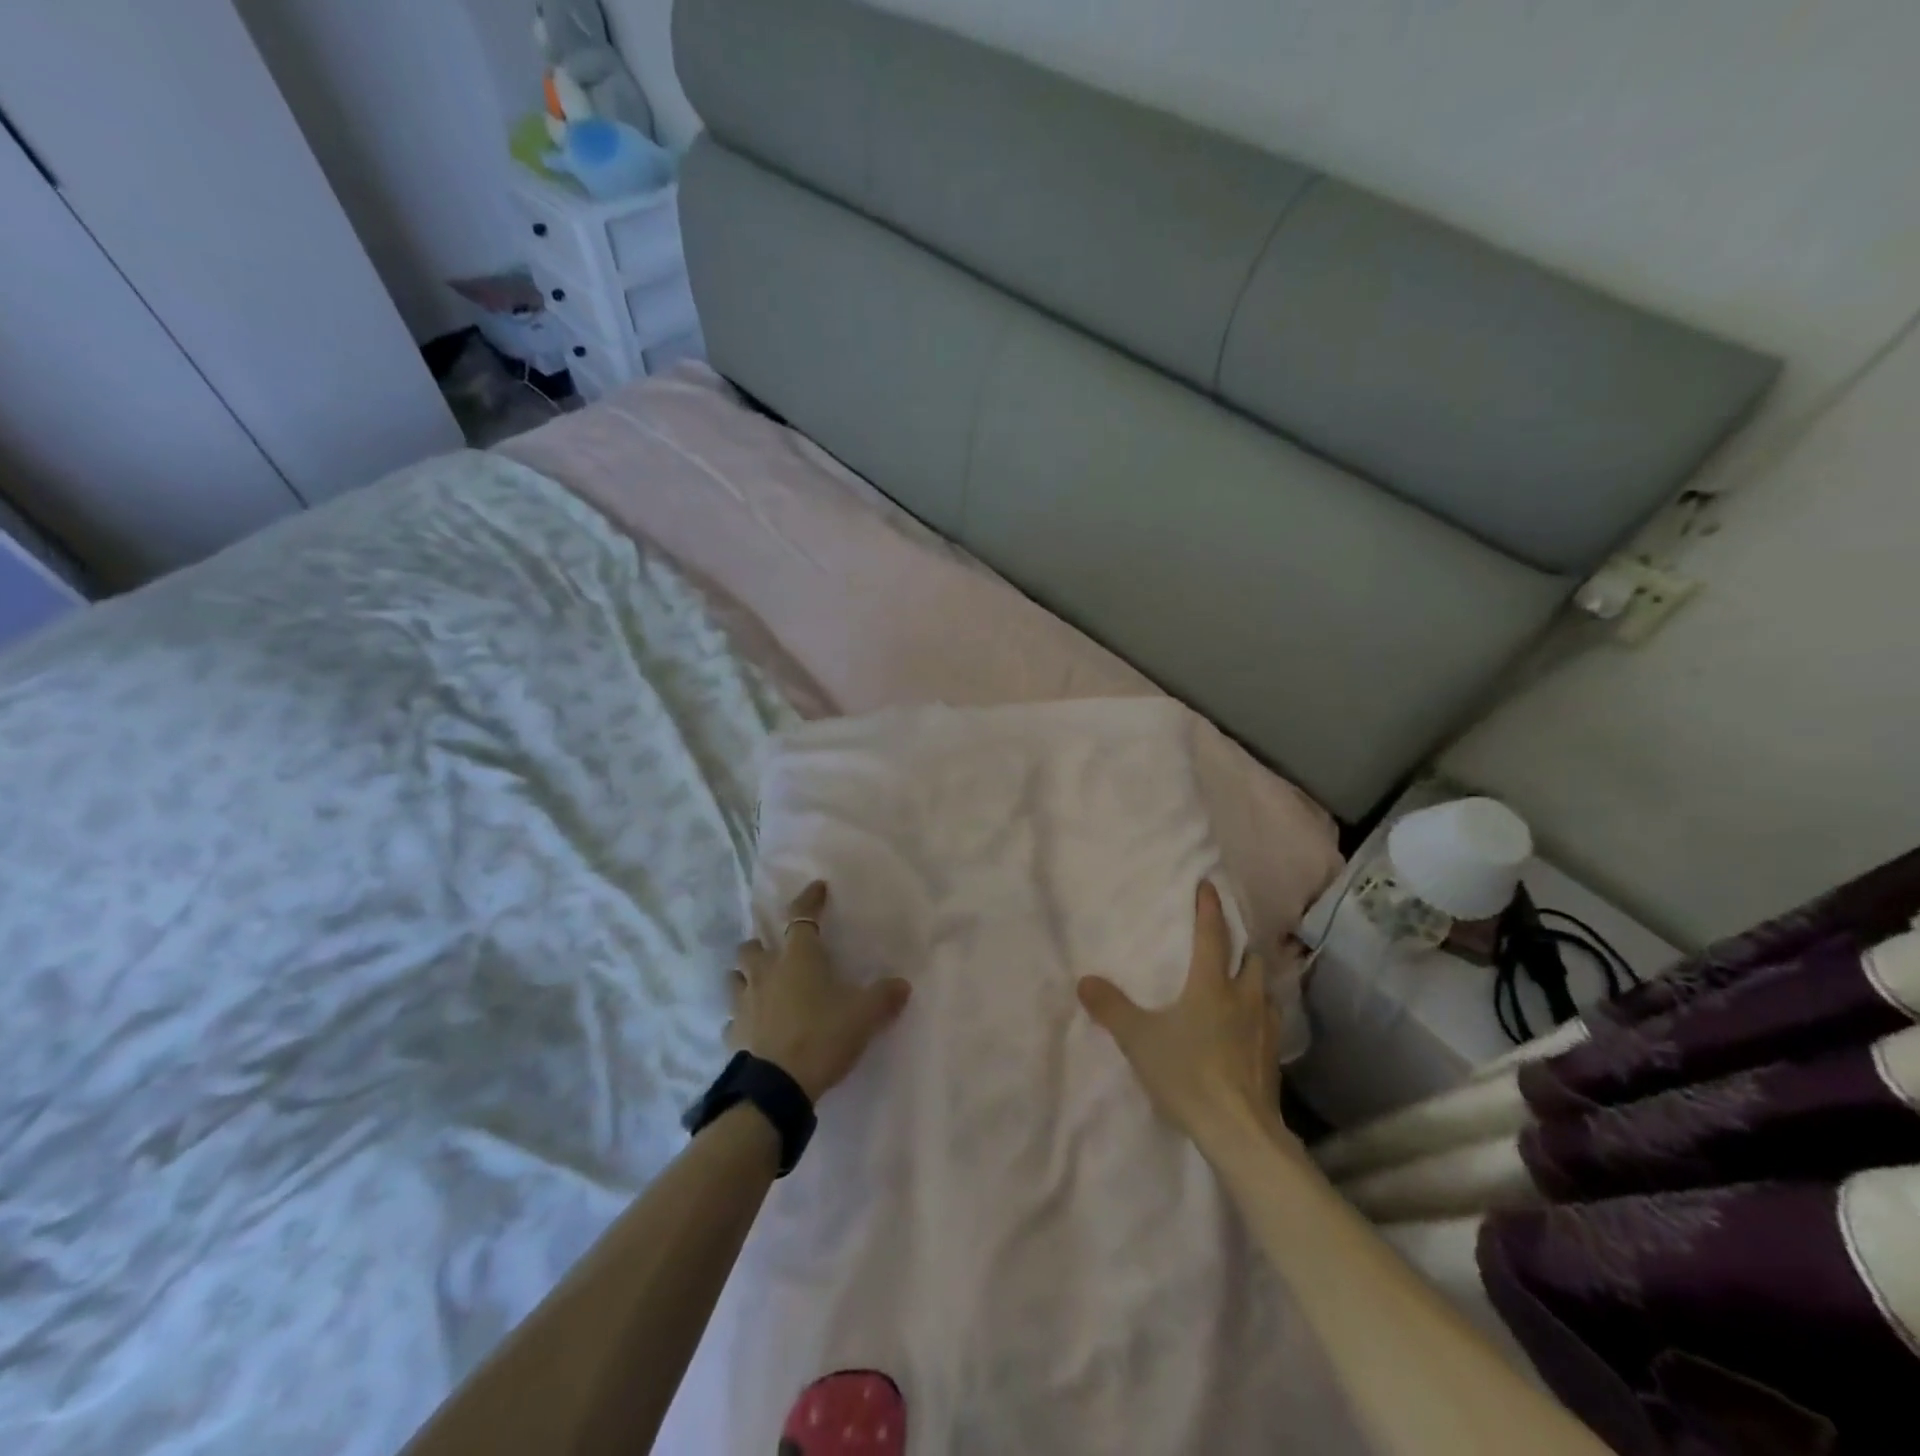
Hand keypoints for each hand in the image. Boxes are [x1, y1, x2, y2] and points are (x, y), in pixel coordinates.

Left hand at [726, 881, 911, 1103]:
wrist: (779, 1087)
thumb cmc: (823, 1036)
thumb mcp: (864, 1015)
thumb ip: (884, 996)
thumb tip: (902, 985)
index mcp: (798, 957)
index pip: (801, 916)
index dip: (809, 899)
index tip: (817, 889)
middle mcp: (766, 972)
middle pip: (752, 946)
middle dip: (763, 944)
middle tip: (778, 952)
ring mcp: (744, 1003)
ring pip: (735, 977)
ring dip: (745, 976)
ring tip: (760, 983)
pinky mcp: (734, 1034)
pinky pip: (733, 1019)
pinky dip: (742, 1018)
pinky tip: (754, 1026)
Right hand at [1077, 881, 1299, 1151]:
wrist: (1240, 1131)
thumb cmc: (1188, 1073)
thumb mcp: (1138, 1039)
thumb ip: (1111, 1008)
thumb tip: (1085, 980)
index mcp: (1212, 985)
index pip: (1212, 935)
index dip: (1209, 908)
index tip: (1209, 885)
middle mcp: (1245, 998)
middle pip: (1250, 959)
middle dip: (1240, 945)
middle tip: (1225, 941)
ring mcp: (1265, 1028)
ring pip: (1264, 989)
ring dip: (1252, 978)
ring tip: (1237, 982)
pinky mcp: (1273, 1056)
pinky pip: (1270, 1020)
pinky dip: (1259, 1011)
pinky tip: (1246, 1026)